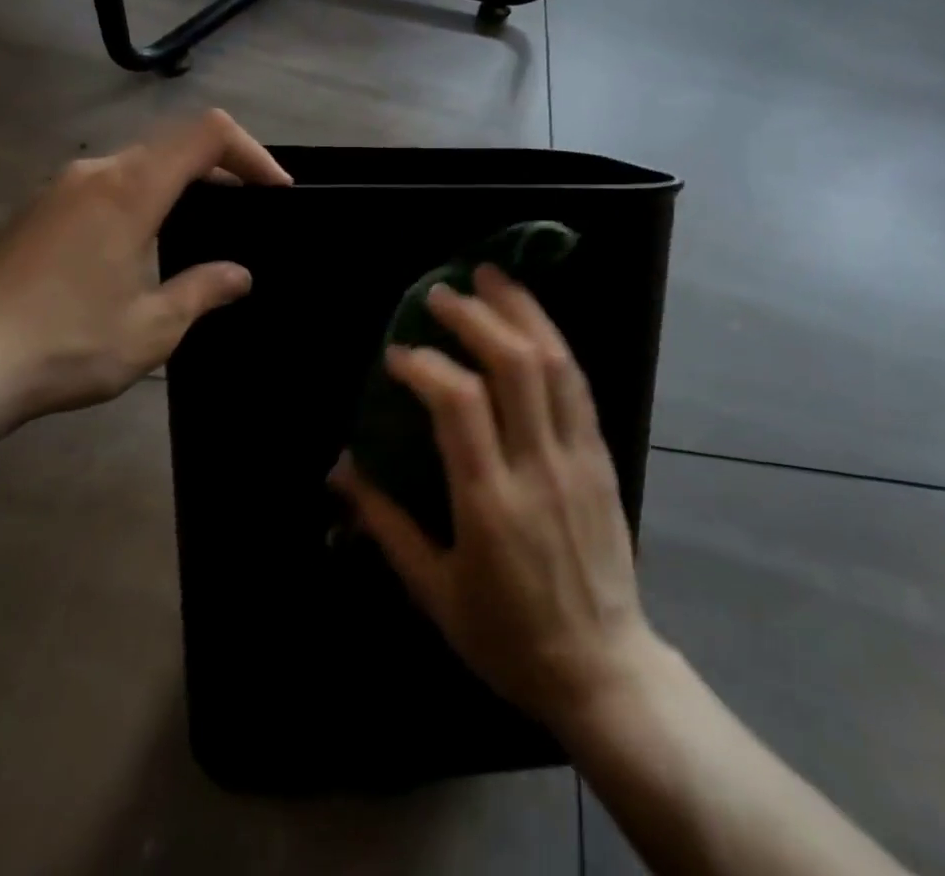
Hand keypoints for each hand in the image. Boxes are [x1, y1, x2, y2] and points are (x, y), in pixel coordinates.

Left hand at [0, 110, 290, 428]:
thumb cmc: (68, 344)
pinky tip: (142, 243)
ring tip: (202, 225)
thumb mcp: (153, 326)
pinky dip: (142, 196)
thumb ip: (203, 289)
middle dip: (221, 167)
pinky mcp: (36, 210)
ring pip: (137, 161)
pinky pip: (105, 183)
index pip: (207, 134)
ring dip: (179, 181)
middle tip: (249, 208)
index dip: (252, 153)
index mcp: (130, 189)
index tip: (275, 192)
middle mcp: (95, 172)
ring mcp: (59, 188)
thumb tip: (239, 275)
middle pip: (173, 142)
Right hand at [330, 266, 659, 730]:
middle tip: (440, 293)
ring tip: (492, 276)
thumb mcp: (434, 590)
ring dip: (521, 311)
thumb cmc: (507, 636)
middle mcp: (538, 467)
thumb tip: (341, 468)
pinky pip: (578, 384)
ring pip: (554, 363)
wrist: (603, 668)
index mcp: (490, 503)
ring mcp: (577, 457)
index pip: (459, 405)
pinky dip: (552, 340)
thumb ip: (385, 523)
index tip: (397, 354)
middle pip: (513, 366)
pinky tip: (531, 319)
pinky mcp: (601, 456)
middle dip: (475, 317)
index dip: (425, 365)